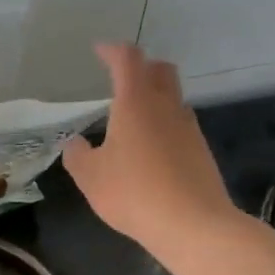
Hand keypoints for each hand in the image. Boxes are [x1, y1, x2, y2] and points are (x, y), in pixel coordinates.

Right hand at [62, 44, 235, 247]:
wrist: (192, 224)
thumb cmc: (133, 193)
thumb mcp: (90, 177)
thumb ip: (77, 155)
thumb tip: (73, 143)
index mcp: (136, 103)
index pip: (127, 60)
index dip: (112, 51)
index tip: (99, 50)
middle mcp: (166, 107)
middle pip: (160, 70)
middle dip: (141, 68)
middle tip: (121, 79)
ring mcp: (188, 128)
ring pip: (172, 99)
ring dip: (154, 99)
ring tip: (132, 120)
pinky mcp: (201, 151)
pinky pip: (179, 126)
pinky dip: (163, 126)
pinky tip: (150, 151)